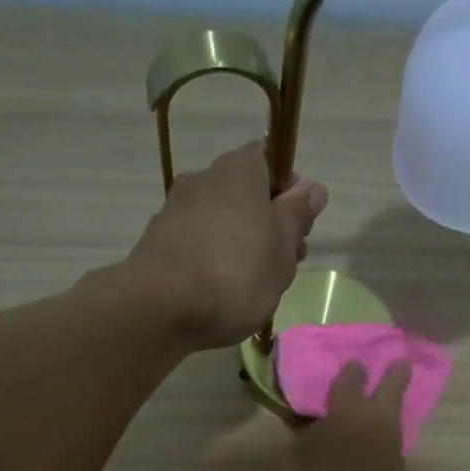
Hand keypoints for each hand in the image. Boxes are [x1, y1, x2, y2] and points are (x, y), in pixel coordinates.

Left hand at [126, 143, 326, 350]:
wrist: (160, 307)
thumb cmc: (236, 273)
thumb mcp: (282, 247)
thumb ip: (297, 216)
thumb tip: (312, 189)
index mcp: (239, 168)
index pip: (271, 163)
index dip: (290, 195)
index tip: (298, 231)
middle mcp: (204, 178)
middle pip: (246, 198)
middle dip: (267, 229)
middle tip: (282, 269)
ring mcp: (175, 211)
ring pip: (221, 225)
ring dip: (240, 250)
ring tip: (251, 291)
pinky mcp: (157, 245)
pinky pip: (196, 249)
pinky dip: (211, 266)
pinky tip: (218, 297)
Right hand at [279, 361, 412, 470]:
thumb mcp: (292, 466)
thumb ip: (301, 439)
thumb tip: (310, 426)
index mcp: (348, 412)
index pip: (351, 377)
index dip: (348, 370)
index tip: (349, 363)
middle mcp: (377, 422)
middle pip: (394, 386)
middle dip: (394, 372)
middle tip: (399, 360)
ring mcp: (393, 447)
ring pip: (394, 416)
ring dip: (388, 406)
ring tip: (375, 404)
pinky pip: (389, 442)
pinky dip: (381, 436)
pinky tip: (368, 443)